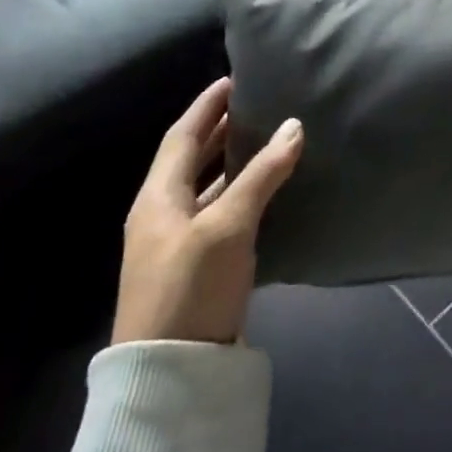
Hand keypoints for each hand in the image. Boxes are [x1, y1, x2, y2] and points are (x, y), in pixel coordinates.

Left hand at [111, 78, 303, 345]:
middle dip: (219, 131)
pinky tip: (267, 192)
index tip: (232, 80)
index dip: (206, 107)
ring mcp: (177, 242)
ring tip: (266, 140)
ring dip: (232, 162)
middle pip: (190, 160)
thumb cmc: (192, 285)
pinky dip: (240, 193)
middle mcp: (161, 214)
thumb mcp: (229, 225)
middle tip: (255, 105)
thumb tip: (293, 126)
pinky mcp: (196, 265)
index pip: (181, 137)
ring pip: (206, 187)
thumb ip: (261, 175)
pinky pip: (219, 212)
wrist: (170, 371)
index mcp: (158, 198)